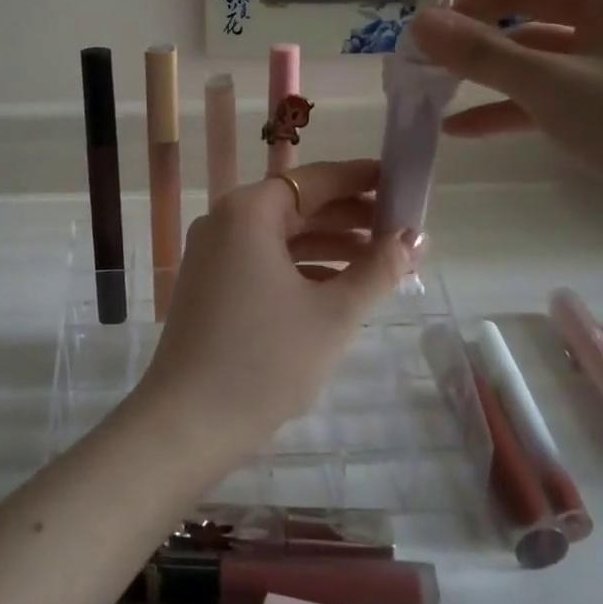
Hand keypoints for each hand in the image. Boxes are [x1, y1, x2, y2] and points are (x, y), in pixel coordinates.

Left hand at [140, 160, 417, 445]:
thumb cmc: (265, 360)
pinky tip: (339, 287)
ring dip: (330, 245)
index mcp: (248, 211)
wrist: (187, 424)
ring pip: (282, 236)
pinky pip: (264, 260)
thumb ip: (378, 269)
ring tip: (381, 262)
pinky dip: (302, 267)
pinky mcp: (210, 284)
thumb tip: (414, 237)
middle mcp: (225, 220)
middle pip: (298, 205)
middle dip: (351, 217)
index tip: (402, 183)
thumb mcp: (333, 313)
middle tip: (401, 231)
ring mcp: (212, 253)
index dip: (362, 179)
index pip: (316, 179)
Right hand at [405, 0, 602, 236]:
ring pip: (531, 42)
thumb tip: (418, 23)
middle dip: (472, 17)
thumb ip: (481, 53)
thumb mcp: (552, 85)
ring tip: (432, 83)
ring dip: (483, 62)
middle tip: (422, 43)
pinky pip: (544, 85)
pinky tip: (460, 127)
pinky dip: (505, 101)